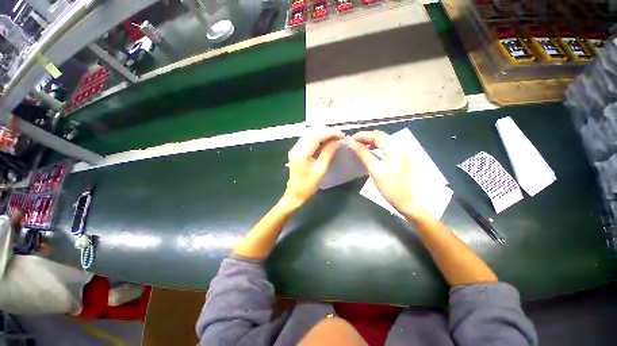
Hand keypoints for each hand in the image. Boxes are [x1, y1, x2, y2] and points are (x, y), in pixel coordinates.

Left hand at [283, 127, 344, 207]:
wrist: (294, 194)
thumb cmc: (308, 186)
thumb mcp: (320, 170)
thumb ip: (328, 153)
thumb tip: (338, 141)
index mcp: (301, 153)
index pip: (316, 135)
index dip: (330, 133)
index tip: (342, 135)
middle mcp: (296, 147)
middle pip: (312, 132)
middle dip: (327, 132)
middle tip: (340, 137)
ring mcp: (295, 148)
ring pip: (310, 134)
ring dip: (323, 134)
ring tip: (335, 139)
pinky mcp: (296, 151)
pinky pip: (308, 140)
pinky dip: (318, 139)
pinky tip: (326, 142)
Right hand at [348, 130, 423, 216]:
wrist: (403, 199)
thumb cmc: (389, 186)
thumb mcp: (374, 169)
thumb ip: (363, 154)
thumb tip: (351, 143)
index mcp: (395, 149)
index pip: (377, 136)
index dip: (363, 135)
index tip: (350, 139)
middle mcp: (399, 146)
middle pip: (380, 136)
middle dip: (366, 137)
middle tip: (352, 142)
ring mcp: (400, 151)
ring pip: (383, 140)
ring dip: (370, 141)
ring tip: (358, 145)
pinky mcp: (399, 156)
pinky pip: (385, 146)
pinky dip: (375, 146)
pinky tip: (368, 149)